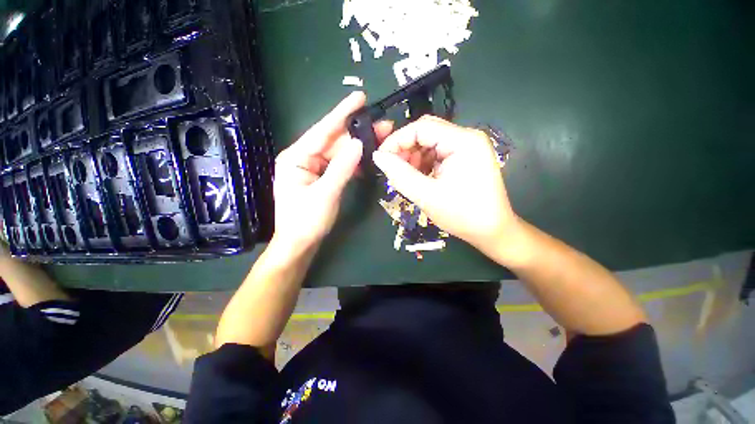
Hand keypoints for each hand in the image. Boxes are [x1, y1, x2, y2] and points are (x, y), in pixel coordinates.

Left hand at [273, 92, 391, 252]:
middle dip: (357, 133)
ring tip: (380, 140)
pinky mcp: (321, 178)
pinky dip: (353, 163)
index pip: (322, 130)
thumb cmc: (306, 221)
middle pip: (333, 141)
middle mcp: (303, 158)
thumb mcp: (325, 194)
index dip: (342, 113)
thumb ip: (342, 168)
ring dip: (358, 148)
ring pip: (338, 153)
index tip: (360, 97)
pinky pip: (339, 165)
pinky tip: (367, 159)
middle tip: (382, 126)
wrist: (300, 244)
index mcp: (296, 157)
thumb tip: (359, 144)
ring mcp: (313, 168)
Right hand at [373, 115, 520, 260]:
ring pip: (430, 144)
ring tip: (404, 176)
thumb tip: (377, 157)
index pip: (422, 127)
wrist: (492, 232)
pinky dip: (423, 164)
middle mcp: (467, 138)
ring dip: (413, 158)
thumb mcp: (426, 195)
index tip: (381, 158)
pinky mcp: (464, 159)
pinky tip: (418, 178)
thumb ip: (399, 174)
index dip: (397, 140)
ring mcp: (467, 148)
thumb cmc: (462, 215)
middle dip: (405, 149)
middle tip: (392, 169)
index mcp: (463, 141)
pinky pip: (437, 154)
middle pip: (426, 133)